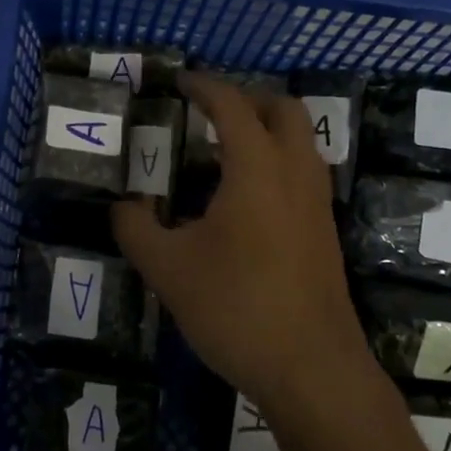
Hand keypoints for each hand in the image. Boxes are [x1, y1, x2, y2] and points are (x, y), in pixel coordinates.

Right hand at [111, 74, 364, 412]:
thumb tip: (125, 206)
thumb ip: (136, 228)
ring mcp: (317, 202)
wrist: (312, 369)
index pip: (231, 105)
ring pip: (300, 140)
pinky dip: (275, 160)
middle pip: (282, 109)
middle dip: (245, 99)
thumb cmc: (236, 309)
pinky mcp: (325, 230)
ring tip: (220, 152)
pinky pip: (302, 171)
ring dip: (264, 129)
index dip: (203, 86)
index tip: (178, 82)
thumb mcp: (167, 269)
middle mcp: (295, 173)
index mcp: (257, 169)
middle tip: (206, 112)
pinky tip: (243, 198)